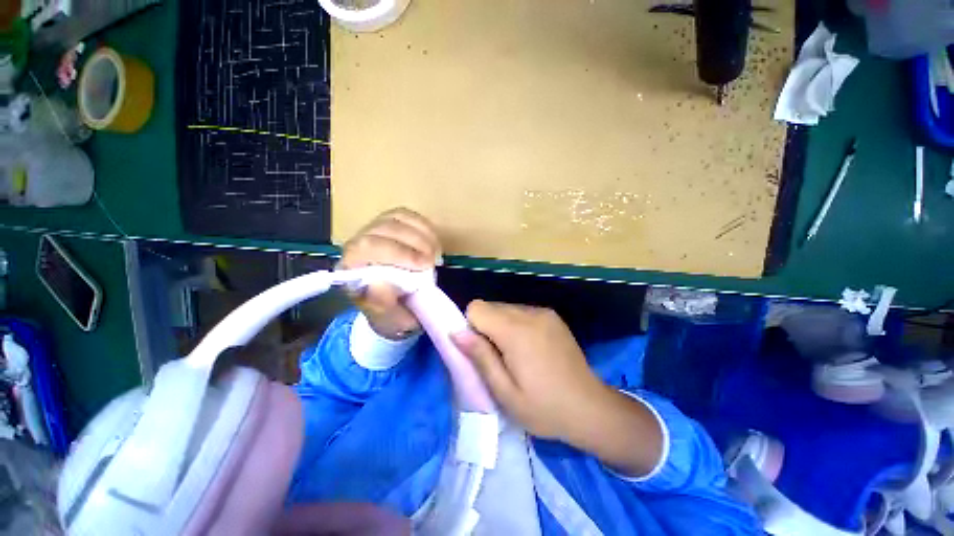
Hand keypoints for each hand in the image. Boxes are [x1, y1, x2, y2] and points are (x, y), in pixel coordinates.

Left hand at [339, 208, 441, 339]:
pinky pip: (406, 215)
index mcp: (350, 270)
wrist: (398, 308)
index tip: (424, 267)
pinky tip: (433, 242)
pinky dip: (424, 226)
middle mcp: (357, 246)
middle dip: (413, 244)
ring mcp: (374, 232)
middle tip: (433, 262)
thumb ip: (383, 306)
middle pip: (381, 230)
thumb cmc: (393, 315)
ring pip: (394, 219)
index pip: (364, 248)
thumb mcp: (391, 321)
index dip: (397, 253)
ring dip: (421, 235)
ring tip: (435, 254)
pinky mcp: (391, 225)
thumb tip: (380, 283)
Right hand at [451, 301, 609, 439]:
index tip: (480, 351)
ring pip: (505, 308)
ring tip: (516, 355)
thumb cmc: (544, 408)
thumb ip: (480, 357)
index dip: (471, 327)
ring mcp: (543, 312)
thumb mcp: (505, 392)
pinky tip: (529, 348)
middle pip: (491, 306)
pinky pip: (521, 312)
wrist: (591, 408)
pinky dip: (516, 325)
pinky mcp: (552, 316)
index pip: (476, 308)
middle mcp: (530, 313)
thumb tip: (455, 332)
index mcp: (516, 331)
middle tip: (498, 358)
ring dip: (501, 326)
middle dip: (485, 327)